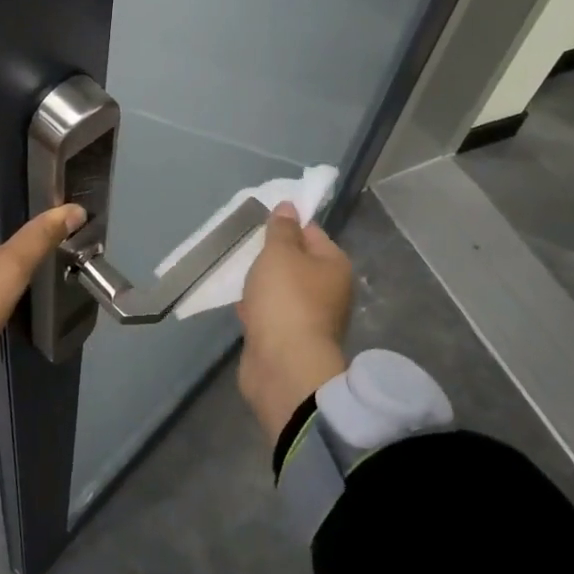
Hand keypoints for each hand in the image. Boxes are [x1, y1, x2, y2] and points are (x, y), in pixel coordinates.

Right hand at [236, 201, 352, 444]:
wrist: (284, 367)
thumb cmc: (286, 299)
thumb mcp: (280, 252)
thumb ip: (281, 228)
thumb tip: (290, 206)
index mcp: (335, 265)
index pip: (311, 232)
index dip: (287, 224)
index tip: (260, 222)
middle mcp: (329, 291)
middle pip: (297, 262)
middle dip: (271, 256)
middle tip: (245, 248)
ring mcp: (310, 318)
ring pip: (282, 290)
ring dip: (262, 284)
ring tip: (237, 275)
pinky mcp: (290, 341)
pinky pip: (271, 315)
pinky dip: (257, 309)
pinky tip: (239, 305)